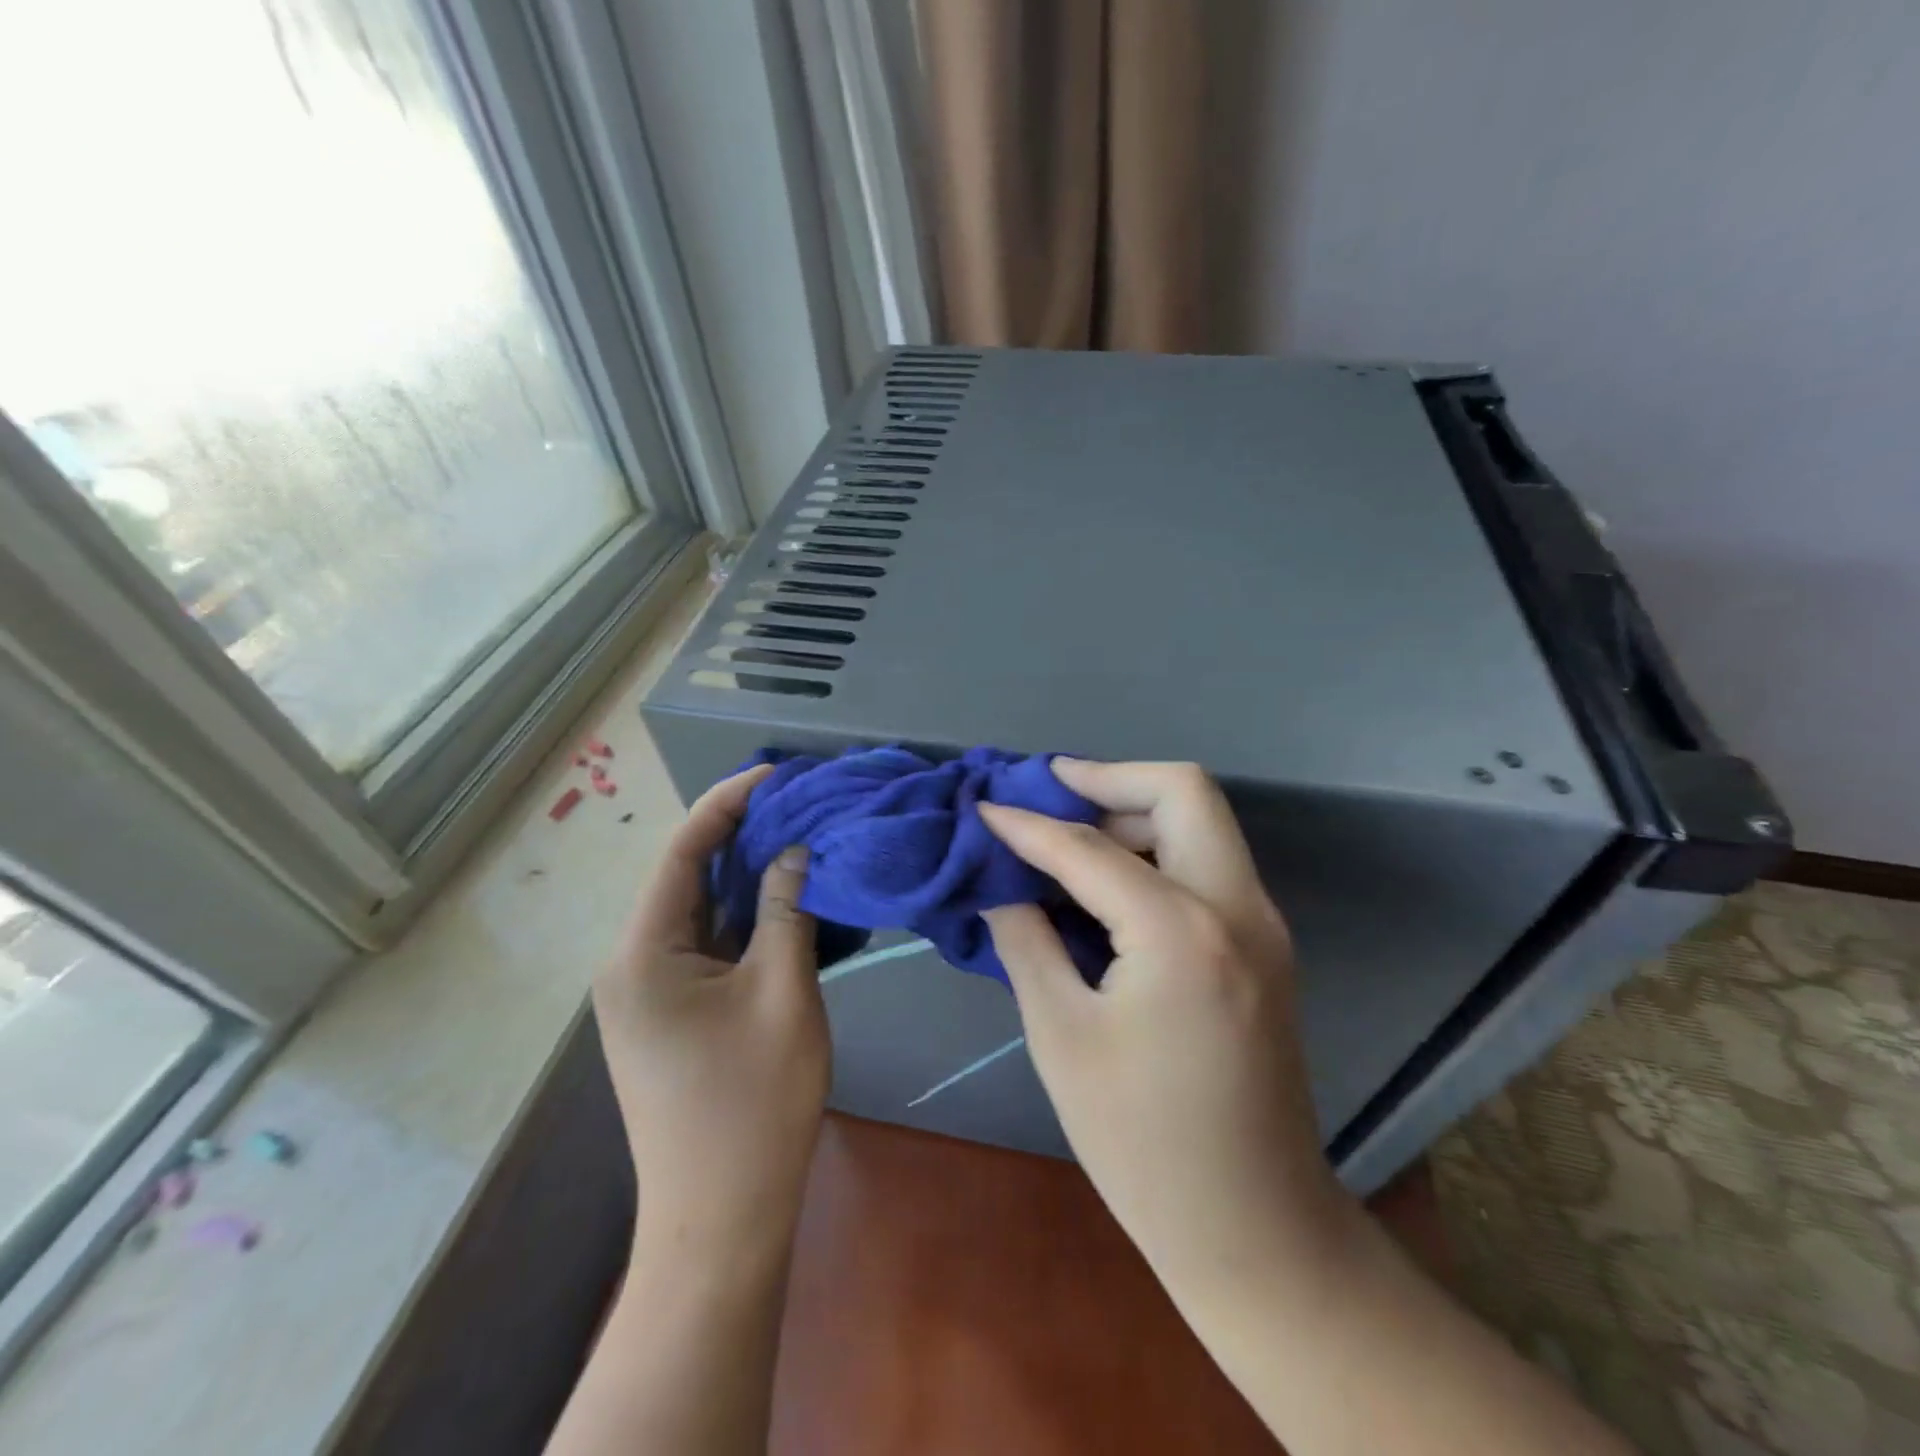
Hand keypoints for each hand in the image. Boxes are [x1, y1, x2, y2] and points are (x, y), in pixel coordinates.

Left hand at [595, 765, 828, 1263]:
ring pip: (701, 911)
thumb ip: (789, 910)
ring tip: (803, 837)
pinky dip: (746, 918)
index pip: (683, 850)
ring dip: (748, 877)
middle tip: (803, 804)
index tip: (778, 774)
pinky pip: (707, 945)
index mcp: (643, 952)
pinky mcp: (670, 1013)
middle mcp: (632, 963)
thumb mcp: (782, 993)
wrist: (721, 1220)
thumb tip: (796, 847)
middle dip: (743, 835)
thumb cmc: (753, 1105)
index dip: (729, 802)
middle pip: (688, 876)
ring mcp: (648, 991)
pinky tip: (789, 898)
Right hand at [979, 760, 1353, 1291]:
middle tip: (1048, 794)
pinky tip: (1108, 879)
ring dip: (1134, 810)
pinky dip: (1157, 848)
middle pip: (1182, 791)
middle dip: (1108, 779)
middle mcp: (1237, 908)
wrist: (1253, 1225)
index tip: (984, 805)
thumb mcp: (1061, 1035)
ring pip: (1202, 820)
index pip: (1090, 847)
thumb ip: (1026, 939)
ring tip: (1069, 834)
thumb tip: (1000, 883)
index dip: (1027, 823)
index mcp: (1182, 932)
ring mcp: (1262, 924)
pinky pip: (1209, 862)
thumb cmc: (1140, 1141)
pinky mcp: (1264, 945)